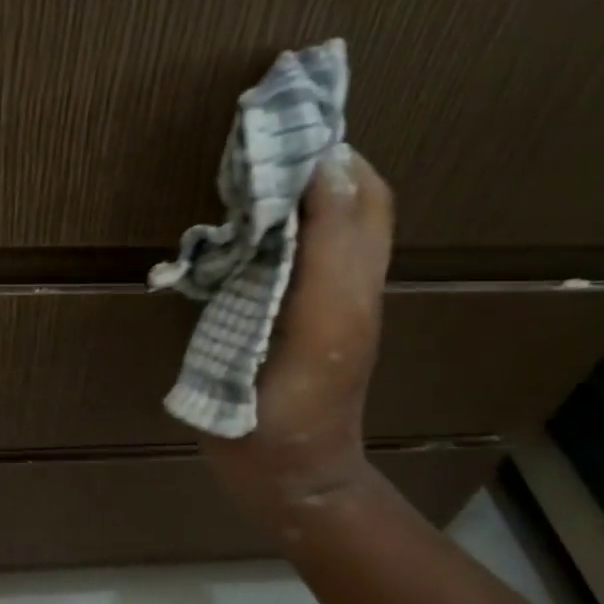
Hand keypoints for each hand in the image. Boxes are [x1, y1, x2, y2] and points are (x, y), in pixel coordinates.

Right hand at [201, 153, 394, 523]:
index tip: (276, 121)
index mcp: (350, 284)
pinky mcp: (301, 321)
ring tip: (249, 173)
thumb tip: (321, 171)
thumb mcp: (314, 333)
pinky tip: (247, 227)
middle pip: (348, 200)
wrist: (288, 481)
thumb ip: (322, 253)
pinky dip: (281, 226)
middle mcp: (346, 284)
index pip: (356, 192)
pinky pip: (303, 256)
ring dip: (295, 191)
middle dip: (313, 161)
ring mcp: (323, 304)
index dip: (325, 151)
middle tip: (258, 143)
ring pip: (324, 225)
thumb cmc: (283, 419)